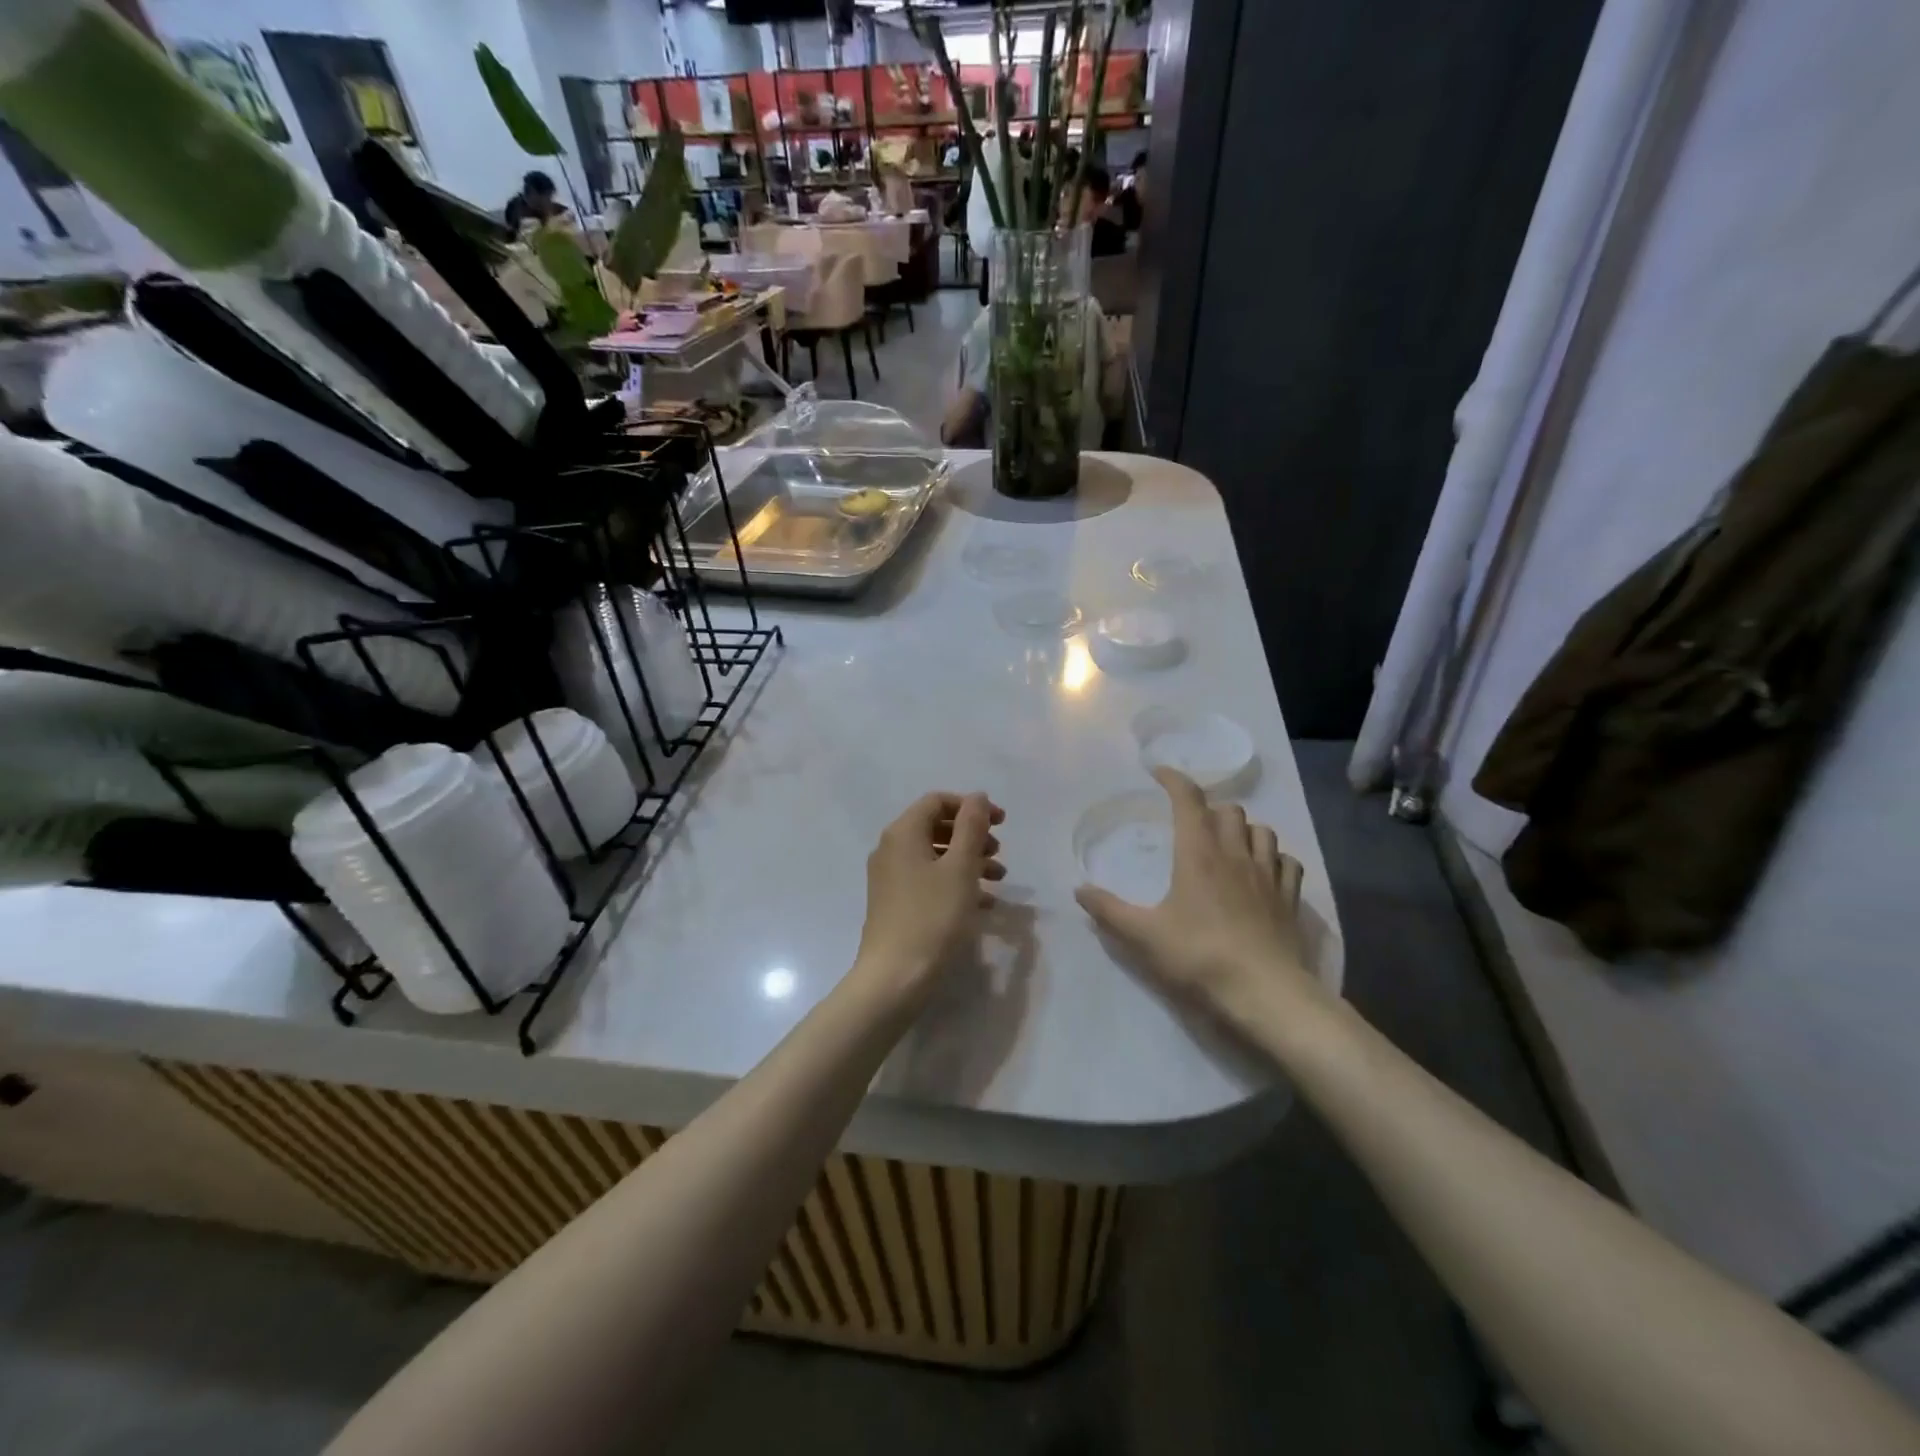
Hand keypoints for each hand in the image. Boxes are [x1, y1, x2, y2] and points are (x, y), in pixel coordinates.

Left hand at [852, 791, 1005, 1006]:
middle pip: (935, 827)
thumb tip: (977, 797)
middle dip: (971, 835)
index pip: (937, 801)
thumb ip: (971, 827)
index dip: (971, 806)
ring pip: (935, 856)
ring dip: (968, 860)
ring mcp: (890, 878)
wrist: (894, 978)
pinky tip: (983, 902)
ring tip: (999, 878)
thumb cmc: (932, 916)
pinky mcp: (895, 903)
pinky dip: (955, 882)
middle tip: (1000, 852)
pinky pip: (929, 880)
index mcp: (902, 833)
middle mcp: (891, 849)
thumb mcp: (960, 868)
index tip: (1002, 823)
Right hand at [1076, 768, 1316, 1032]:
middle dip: (1210, 808)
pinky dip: (1274, 858)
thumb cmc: (1199, 957)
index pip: (1188, 800)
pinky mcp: (1290, 899)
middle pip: (1229, 810)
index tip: (1159, 773)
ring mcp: (1268, 876)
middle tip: (1192, 823)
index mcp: (1198, 854)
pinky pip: (1288, 863)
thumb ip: (1108, 910)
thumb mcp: (1142, 936)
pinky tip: (1264, 872)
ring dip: (1244, 829)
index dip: (1174, 780)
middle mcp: (1236, 854)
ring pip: (1262, 831)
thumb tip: (1079, 890)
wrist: (1265, 994)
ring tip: (1229, 843)